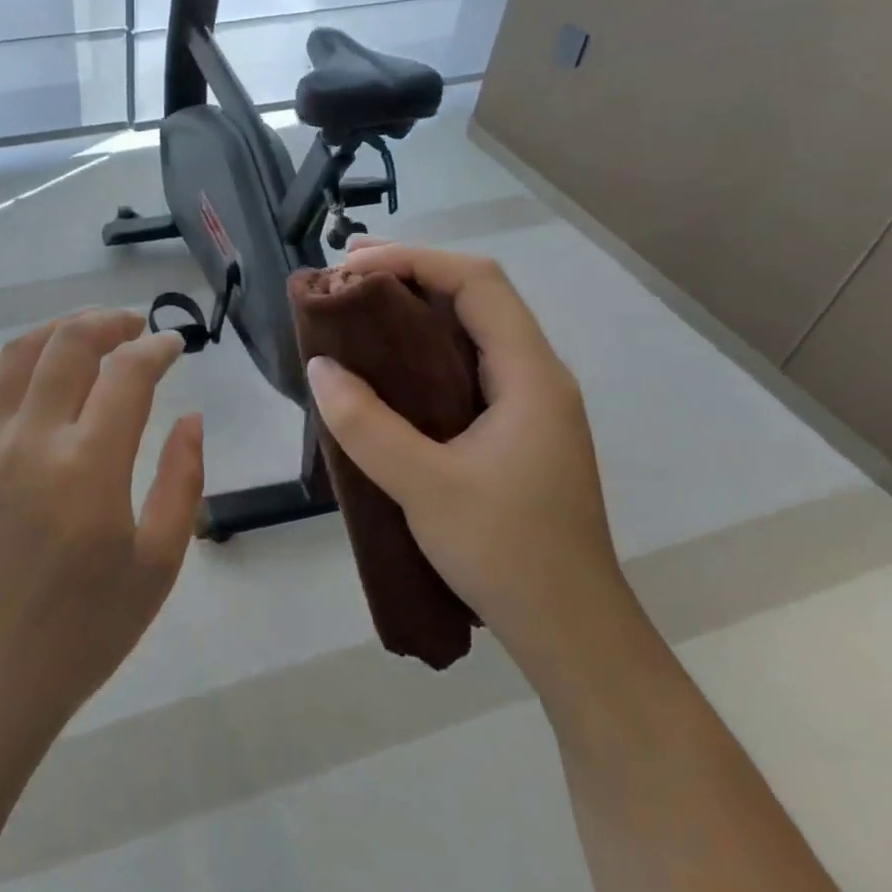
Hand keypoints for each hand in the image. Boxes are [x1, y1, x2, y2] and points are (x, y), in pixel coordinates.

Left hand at [0, 310, 203, 739]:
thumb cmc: (82, 632)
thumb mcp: (157, 565)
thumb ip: (181, 481)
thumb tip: (190, 419)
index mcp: (88, 467)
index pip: (126, 375)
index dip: (156, 348)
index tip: (176, 346)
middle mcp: (31, 440)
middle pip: (67, 344)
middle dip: (107, 322)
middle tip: (135, 327)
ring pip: (16, 353)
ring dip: (57, 330)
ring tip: (87, 333)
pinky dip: (7, 362)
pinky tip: (28, 367)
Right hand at [303, 244, 627, 677]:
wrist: (571, 631)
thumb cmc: (507, 553)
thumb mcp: (424, 486)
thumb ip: (366, 425)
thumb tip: (320, 367)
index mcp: (530, 375)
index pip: (477, 282)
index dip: (414, 260)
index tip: (352, 266)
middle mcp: (537, 377)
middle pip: (477, 296)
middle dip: (411, 273)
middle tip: (346, 275)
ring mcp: (529, 405)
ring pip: (472, 331)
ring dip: (416, 310)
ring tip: (358, 309)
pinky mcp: (514, 432)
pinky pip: (467, 367)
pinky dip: (423, 350)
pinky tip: (388, 369)